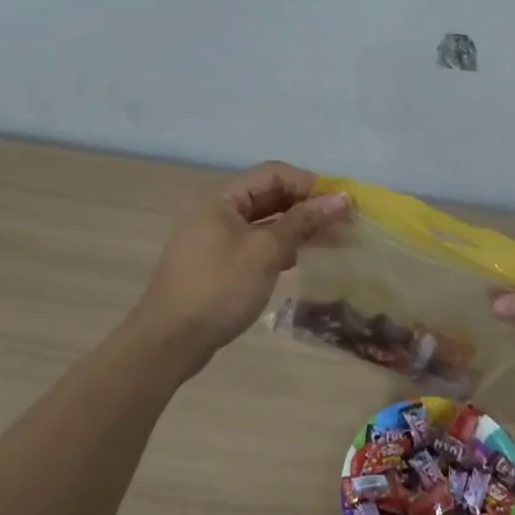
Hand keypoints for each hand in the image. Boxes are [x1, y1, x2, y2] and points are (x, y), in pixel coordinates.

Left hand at [136, 162, 349, 364]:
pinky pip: (255, 242)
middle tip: (344, 224)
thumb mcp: (265, 251)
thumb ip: (303, 221)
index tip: (344, 205)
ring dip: (297, 227)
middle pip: (270, 195)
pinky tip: (299, 260)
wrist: (169, 340)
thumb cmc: (219, 288)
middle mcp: (216, 208)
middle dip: (307, 207)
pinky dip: (279, 246)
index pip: (275, 174)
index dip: (312, 185)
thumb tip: (341, 199)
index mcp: (222, 196)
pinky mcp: (216, 260)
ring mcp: (214, 235)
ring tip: (332, 242)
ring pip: (264, 221)